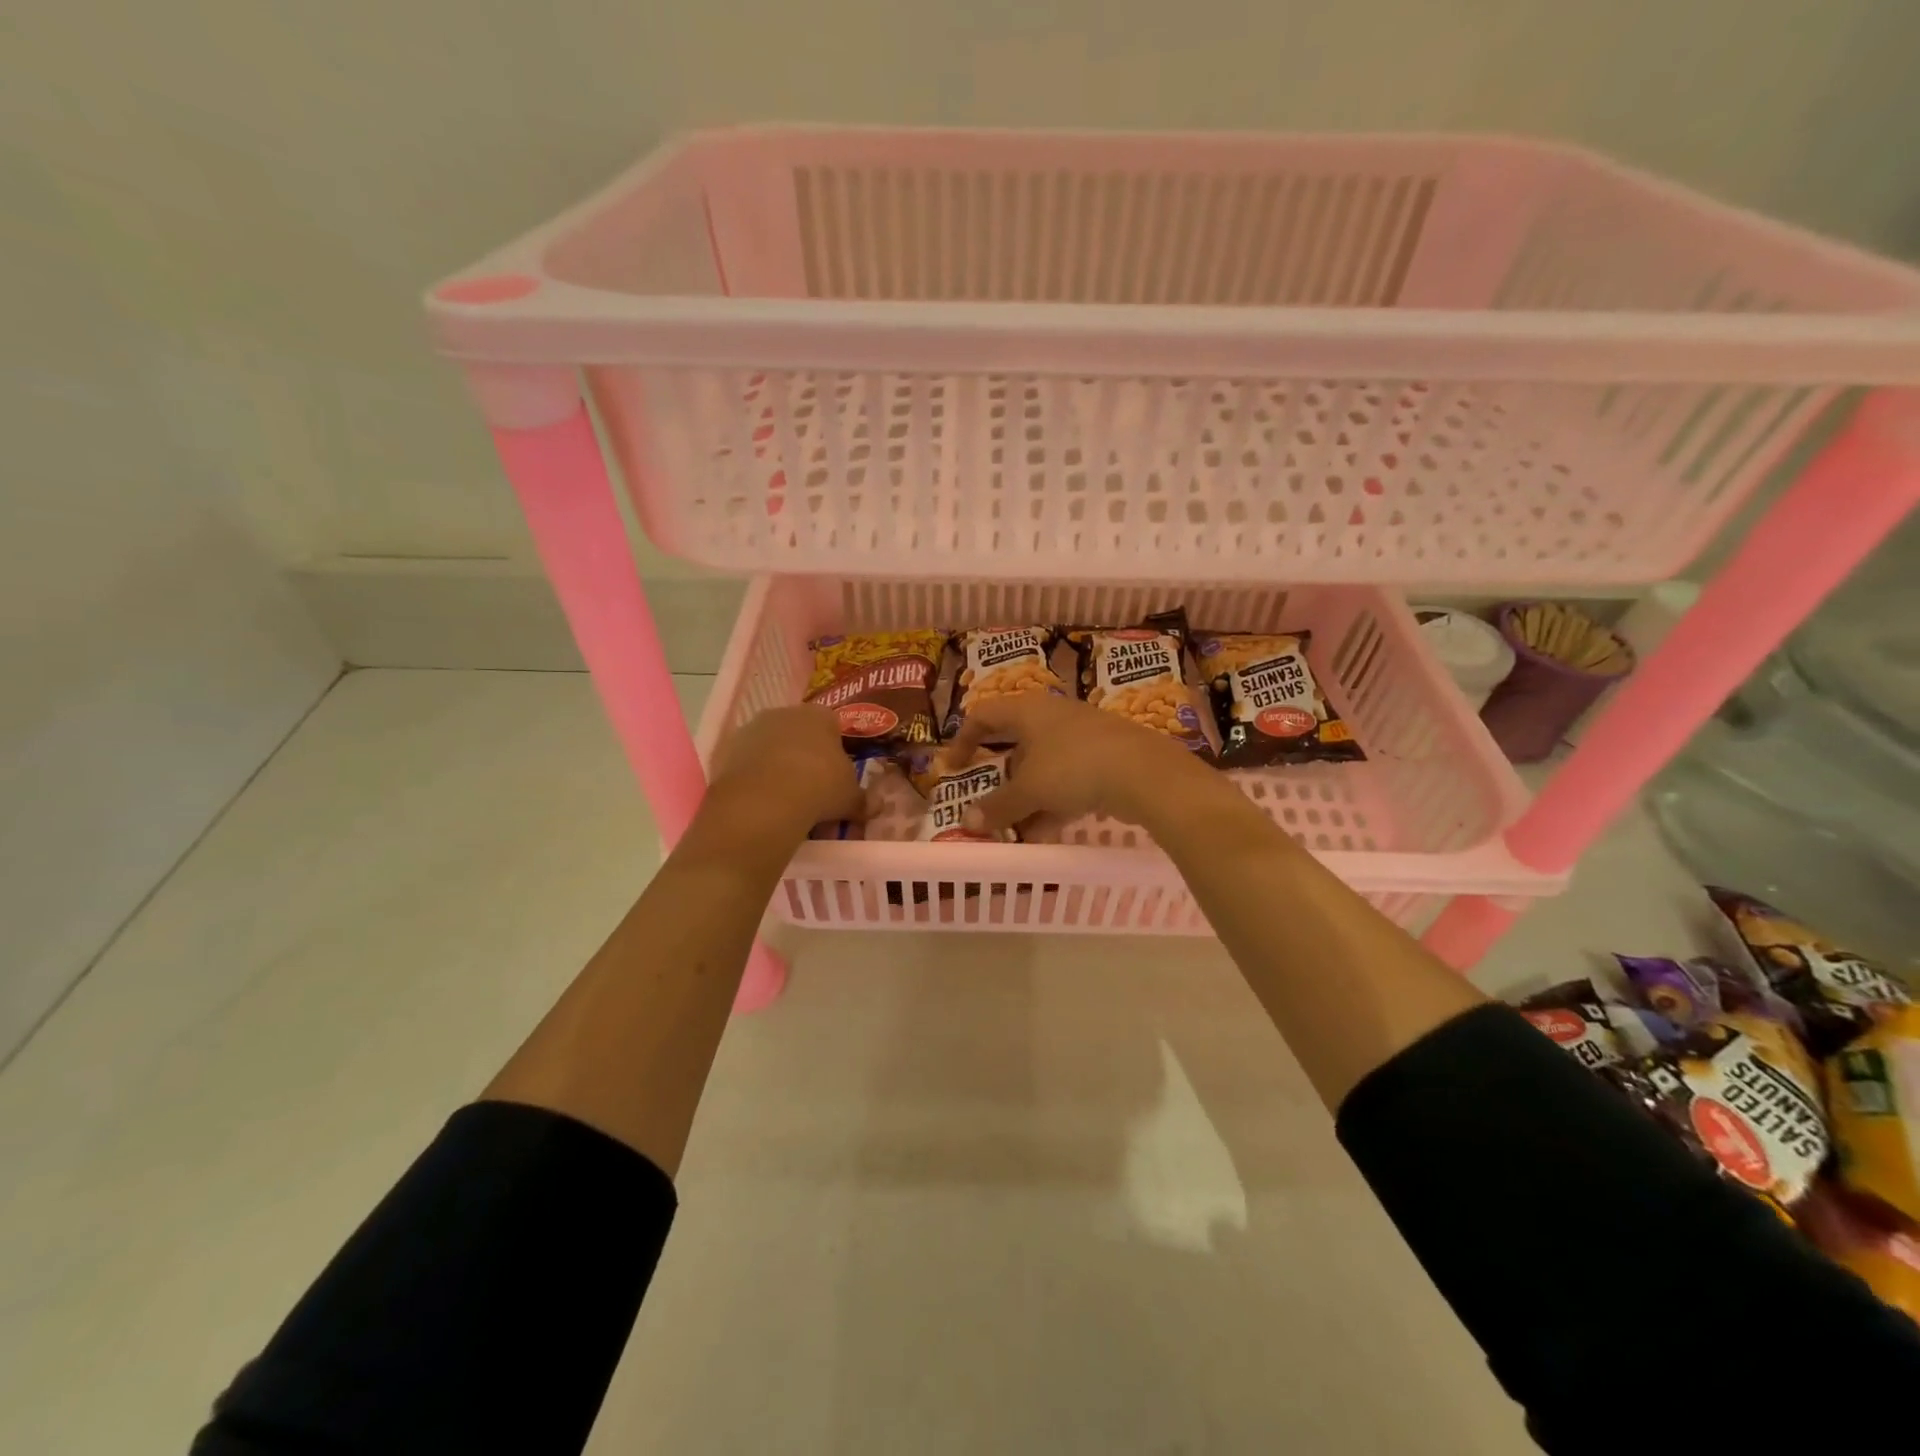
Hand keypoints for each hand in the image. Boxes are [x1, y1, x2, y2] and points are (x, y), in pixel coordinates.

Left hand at [706, 705, 864, 833]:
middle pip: (798, 732)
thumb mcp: (850, 798)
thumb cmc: (819, 788)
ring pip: (770, 745)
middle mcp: (784, 713)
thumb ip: (862, 800)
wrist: (764, 801)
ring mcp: (751, 729)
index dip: (836, 750)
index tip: (837, 774)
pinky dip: (753, 777)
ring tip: (784, 797)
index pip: (833, 725)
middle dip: (805, 754)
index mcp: (820, 715)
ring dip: (776, 764)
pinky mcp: (725, 749)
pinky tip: (761, 800)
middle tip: (812, 787)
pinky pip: (747, 762)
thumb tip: (875, 807)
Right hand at [942, 693, 1209, 833]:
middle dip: (1000, 776)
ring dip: (1027, 796)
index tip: (953, 769)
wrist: (1146, 774)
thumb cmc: (1074, 768)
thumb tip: (968, 823)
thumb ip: (997, 807)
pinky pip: (1069, 778)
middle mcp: (1054, 715)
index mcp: (1028, 710)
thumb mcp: (1029, 790)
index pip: (983, 714)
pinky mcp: (1106, 757)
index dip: (963, 740)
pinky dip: (1054, 801)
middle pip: (1015, 742)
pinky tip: (1048, 831)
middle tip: (988, 800)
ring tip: (1017, 829)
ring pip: (1043, 765)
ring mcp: (1083, 735)